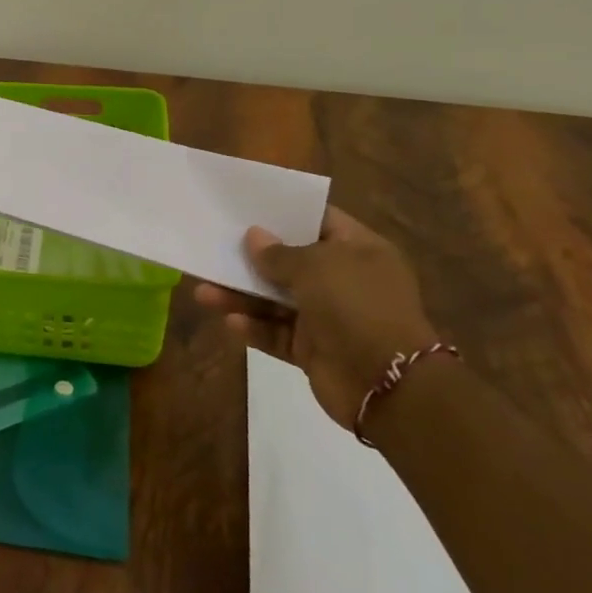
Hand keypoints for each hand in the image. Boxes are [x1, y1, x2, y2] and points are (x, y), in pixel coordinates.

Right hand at [194, 206, 439, 430]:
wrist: (387, 385)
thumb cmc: (356, 306)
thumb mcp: (315, 266)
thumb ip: (278, 253)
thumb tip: (254, 236)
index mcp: (360, 250)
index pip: (319, 220)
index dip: (284, 213)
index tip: (246, 207)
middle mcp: (345, 280)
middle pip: (291, 261)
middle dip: (252, 258)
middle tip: (215, 247)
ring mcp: (329, 316)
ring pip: (275, 300)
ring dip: (241, 296)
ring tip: (203, 292)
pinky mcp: (313, 349)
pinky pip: (276, 332)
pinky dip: (254, 327)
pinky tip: (230, 322)